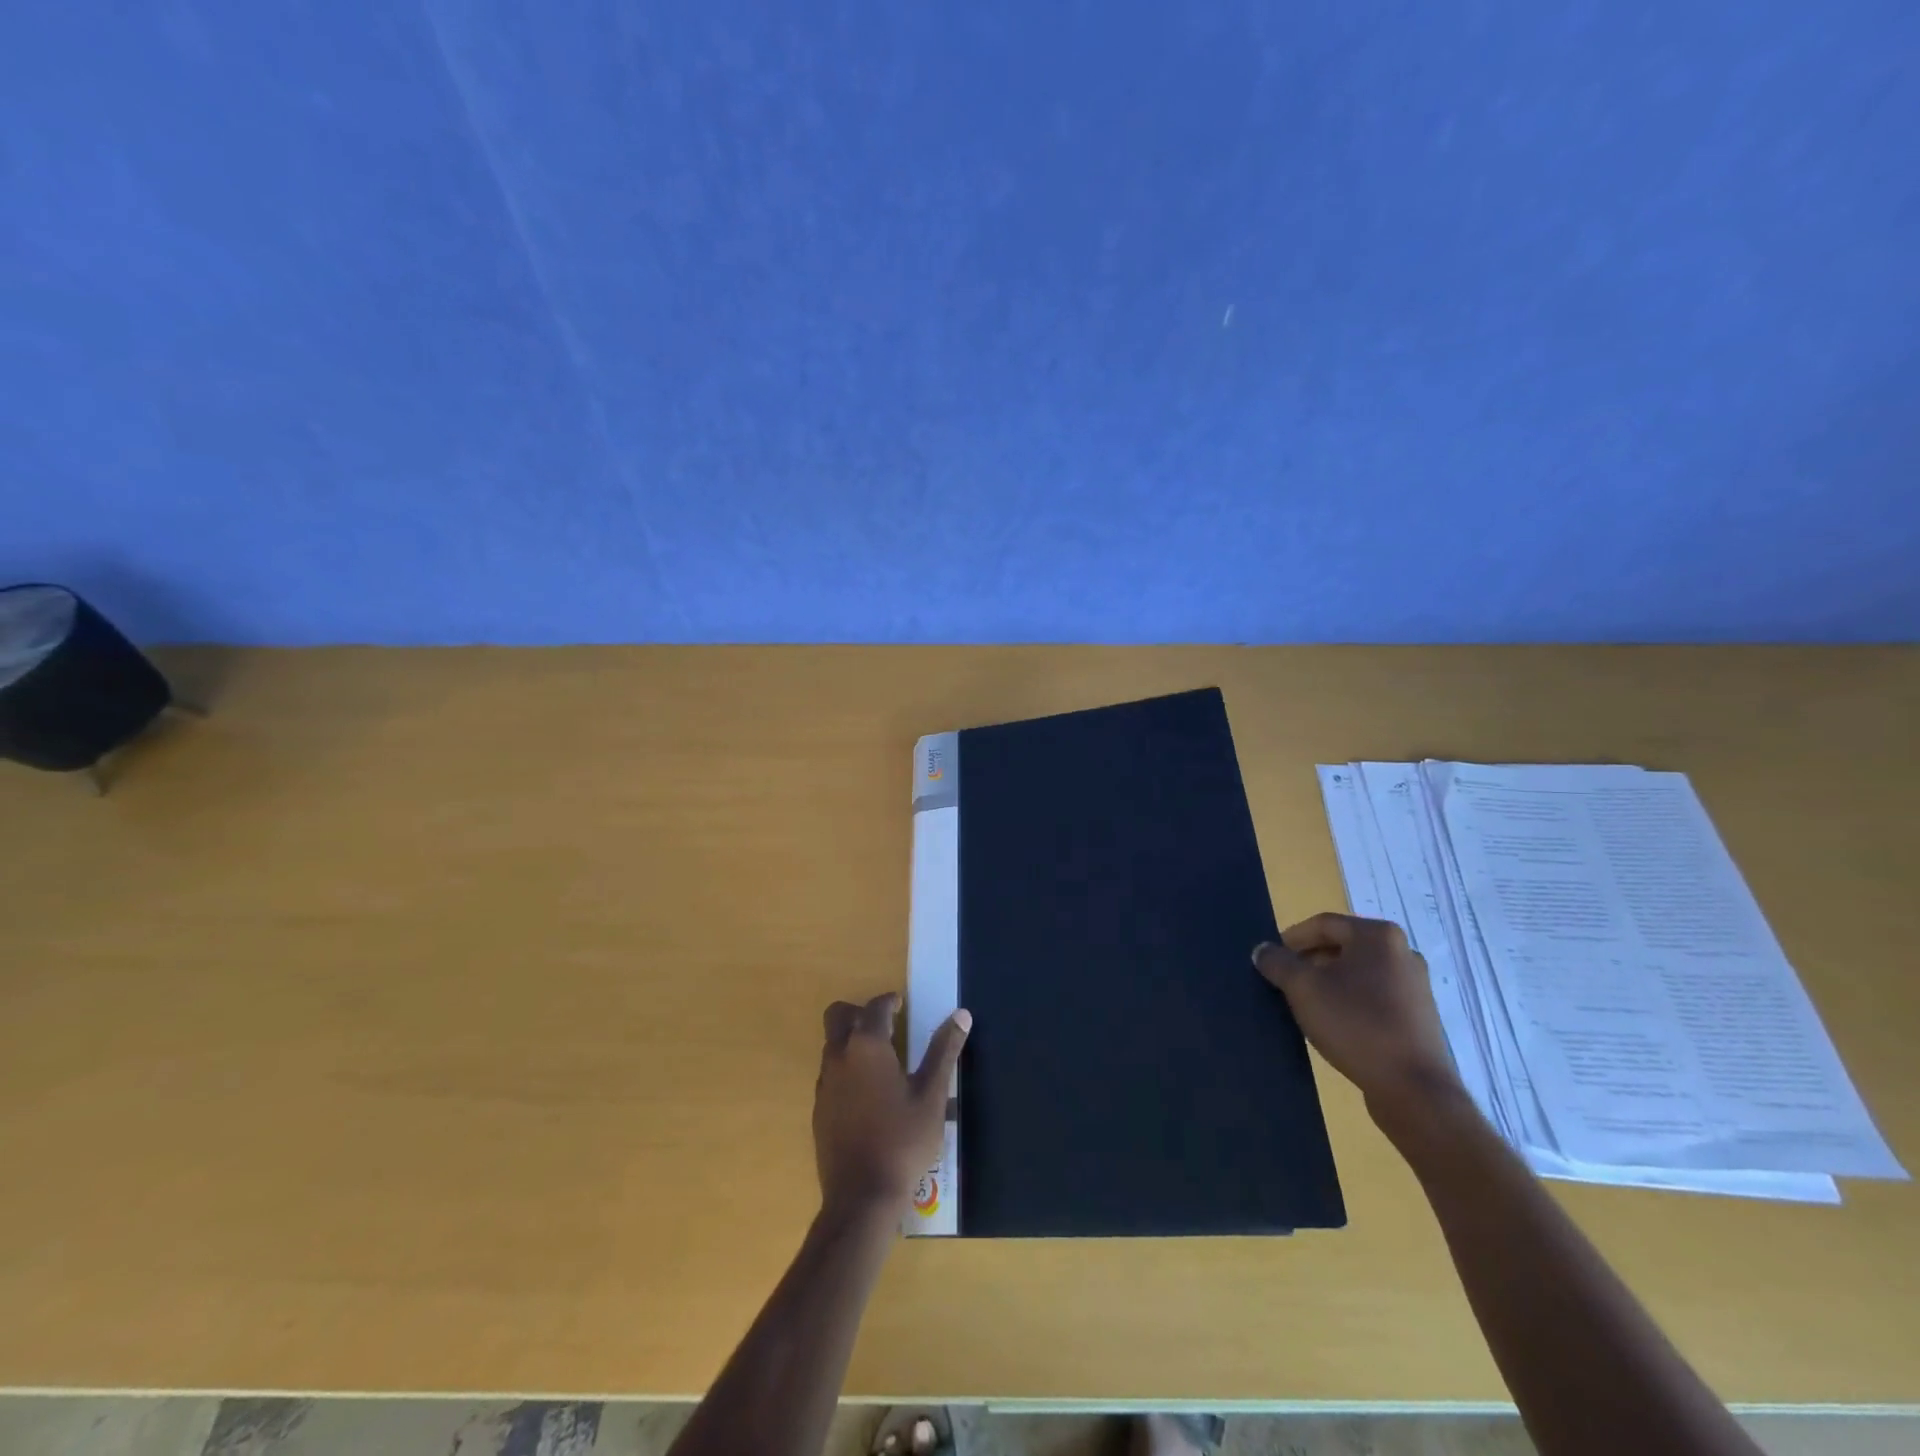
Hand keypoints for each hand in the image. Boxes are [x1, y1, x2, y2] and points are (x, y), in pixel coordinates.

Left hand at [814, 993, 969, 1219]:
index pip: (875, 1007)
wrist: (861, 1198)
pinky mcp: (819, 1109)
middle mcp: (839, 1057)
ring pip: (832, 1045)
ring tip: (882, 1060)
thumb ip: (944, 1051)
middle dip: (860, 1012)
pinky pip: (830, 1073)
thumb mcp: (932, 1095)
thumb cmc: (903, 1141)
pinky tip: (868, 1095)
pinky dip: (846, 1069)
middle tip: (886, 1026)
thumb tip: (961, 1015)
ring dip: (851, 1041)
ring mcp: (825, 1084)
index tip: (902, 1004)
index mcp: (867, 1046)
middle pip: (838, 1016)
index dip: (890, 1001)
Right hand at [1253, 913, 1464, 1124]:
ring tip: (1305, 1004)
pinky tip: (1334, 1023)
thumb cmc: (1355, 1024)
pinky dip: (1350, 1001)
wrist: (1414, 1089)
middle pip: (1342, 947)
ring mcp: (1415, 985)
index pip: (1323, 924)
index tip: (1271, 960)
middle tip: (1284, 982)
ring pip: (1358, 973)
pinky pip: (1374, 996)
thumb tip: (1263, 950)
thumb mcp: (1303, 988)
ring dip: (1328, 982)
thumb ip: (1277, 962)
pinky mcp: (1419, 1016)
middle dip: (1309, 961)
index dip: (1291, 939)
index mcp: (1378, 936)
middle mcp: (1402, 952)